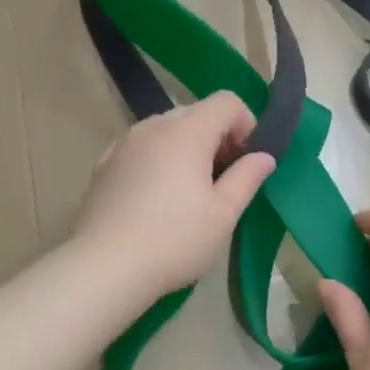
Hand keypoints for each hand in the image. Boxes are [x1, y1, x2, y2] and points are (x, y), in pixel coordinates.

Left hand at [73, 92, 275, 299]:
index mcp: (187, 132)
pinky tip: (155, 198)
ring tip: (189, 191)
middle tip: (224, 180)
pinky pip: (141, 148)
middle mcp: (153, 127)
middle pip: (196, 112)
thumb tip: (264, 156)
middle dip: (218, 137)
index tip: (247, 162)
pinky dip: (158, 160)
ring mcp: (124, 144)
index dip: (246, 125)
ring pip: (166, 130)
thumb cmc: (174, 240)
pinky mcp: (104, 165)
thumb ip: (247, 177)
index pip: (226, 101)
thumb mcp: (223, 214)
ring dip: (187, 148)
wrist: (104, 267)